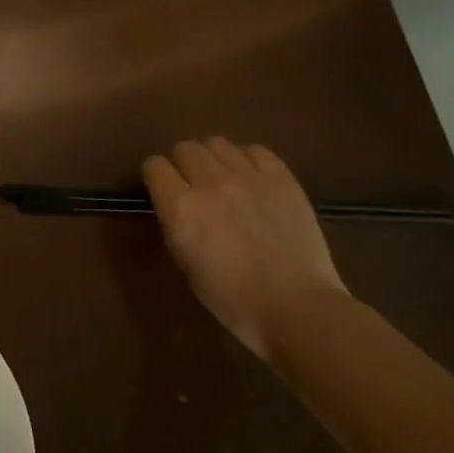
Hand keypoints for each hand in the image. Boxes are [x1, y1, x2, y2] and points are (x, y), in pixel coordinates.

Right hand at [142, 137, 348, 359]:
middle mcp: (209, 183)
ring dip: (213, 159)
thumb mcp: (186, 263)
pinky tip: (253, 181)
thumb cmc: (233, 299)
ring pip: (217, 143)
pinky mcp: (282, 178)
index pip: (154, 165)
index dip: (157, 176)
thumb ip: (176, 223)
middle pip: (185, 148)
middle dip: (183, 164)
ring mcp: (248, 177)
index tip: (164, 189)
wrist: (298, 309)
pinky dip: (247, 160)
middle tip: (194, 185)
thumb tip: (177, 203)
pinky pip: (255, 151)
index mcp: (180, 208)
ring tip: (224, 179)